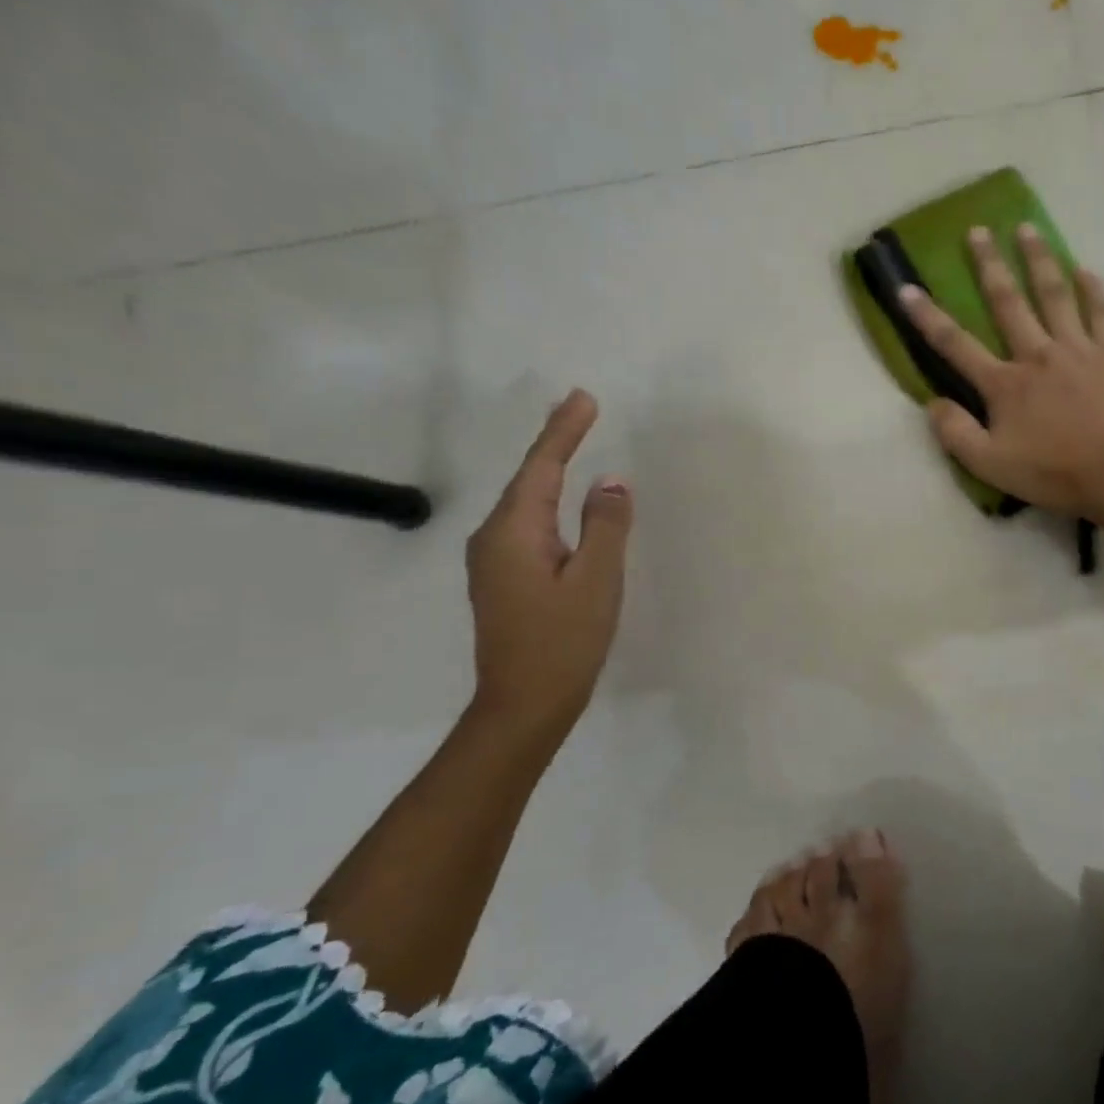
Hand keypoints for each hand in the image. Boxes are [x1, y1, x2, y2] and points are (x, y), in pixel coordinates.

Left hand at [465, 390, 632, 737]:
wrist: (523, 705)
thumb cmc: (564, 642)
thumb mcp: (596, 581)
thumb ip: (605, 526)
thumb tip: (609, 482)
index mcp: (514, 532)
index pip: (541, 468)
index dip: (563, 431)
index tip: (583, 398)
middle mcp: (493, 538)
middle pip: (528, 480)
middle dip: (555, 444)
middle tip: (581, 411)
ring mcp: (493, 562)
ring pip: (527, 505)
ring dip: (550, 473)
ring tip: (573, 445)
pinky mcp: (503, 581)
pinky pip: (529, 528)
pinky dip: (549, 505)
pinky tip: (562, 506)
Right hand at [900, 224, 1103, 528]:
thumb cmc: (1049, 472)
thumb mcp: (989, 464)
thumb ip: (955, 433)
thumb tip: (932, 403)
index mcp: (1004, 384)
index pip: (956, 344)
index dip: (927, 316)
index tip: (906, 288)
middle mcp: (1036, 355)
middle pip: (1008, 302)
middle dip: (989, 265)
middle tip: (977, 231)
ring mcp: (1077, 349)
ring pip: (1054, 294)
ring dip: (1038, 259)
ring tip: (1027, 228)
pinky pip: (1102, 312)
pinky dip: (1093, 289)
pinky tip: (1084, 269)